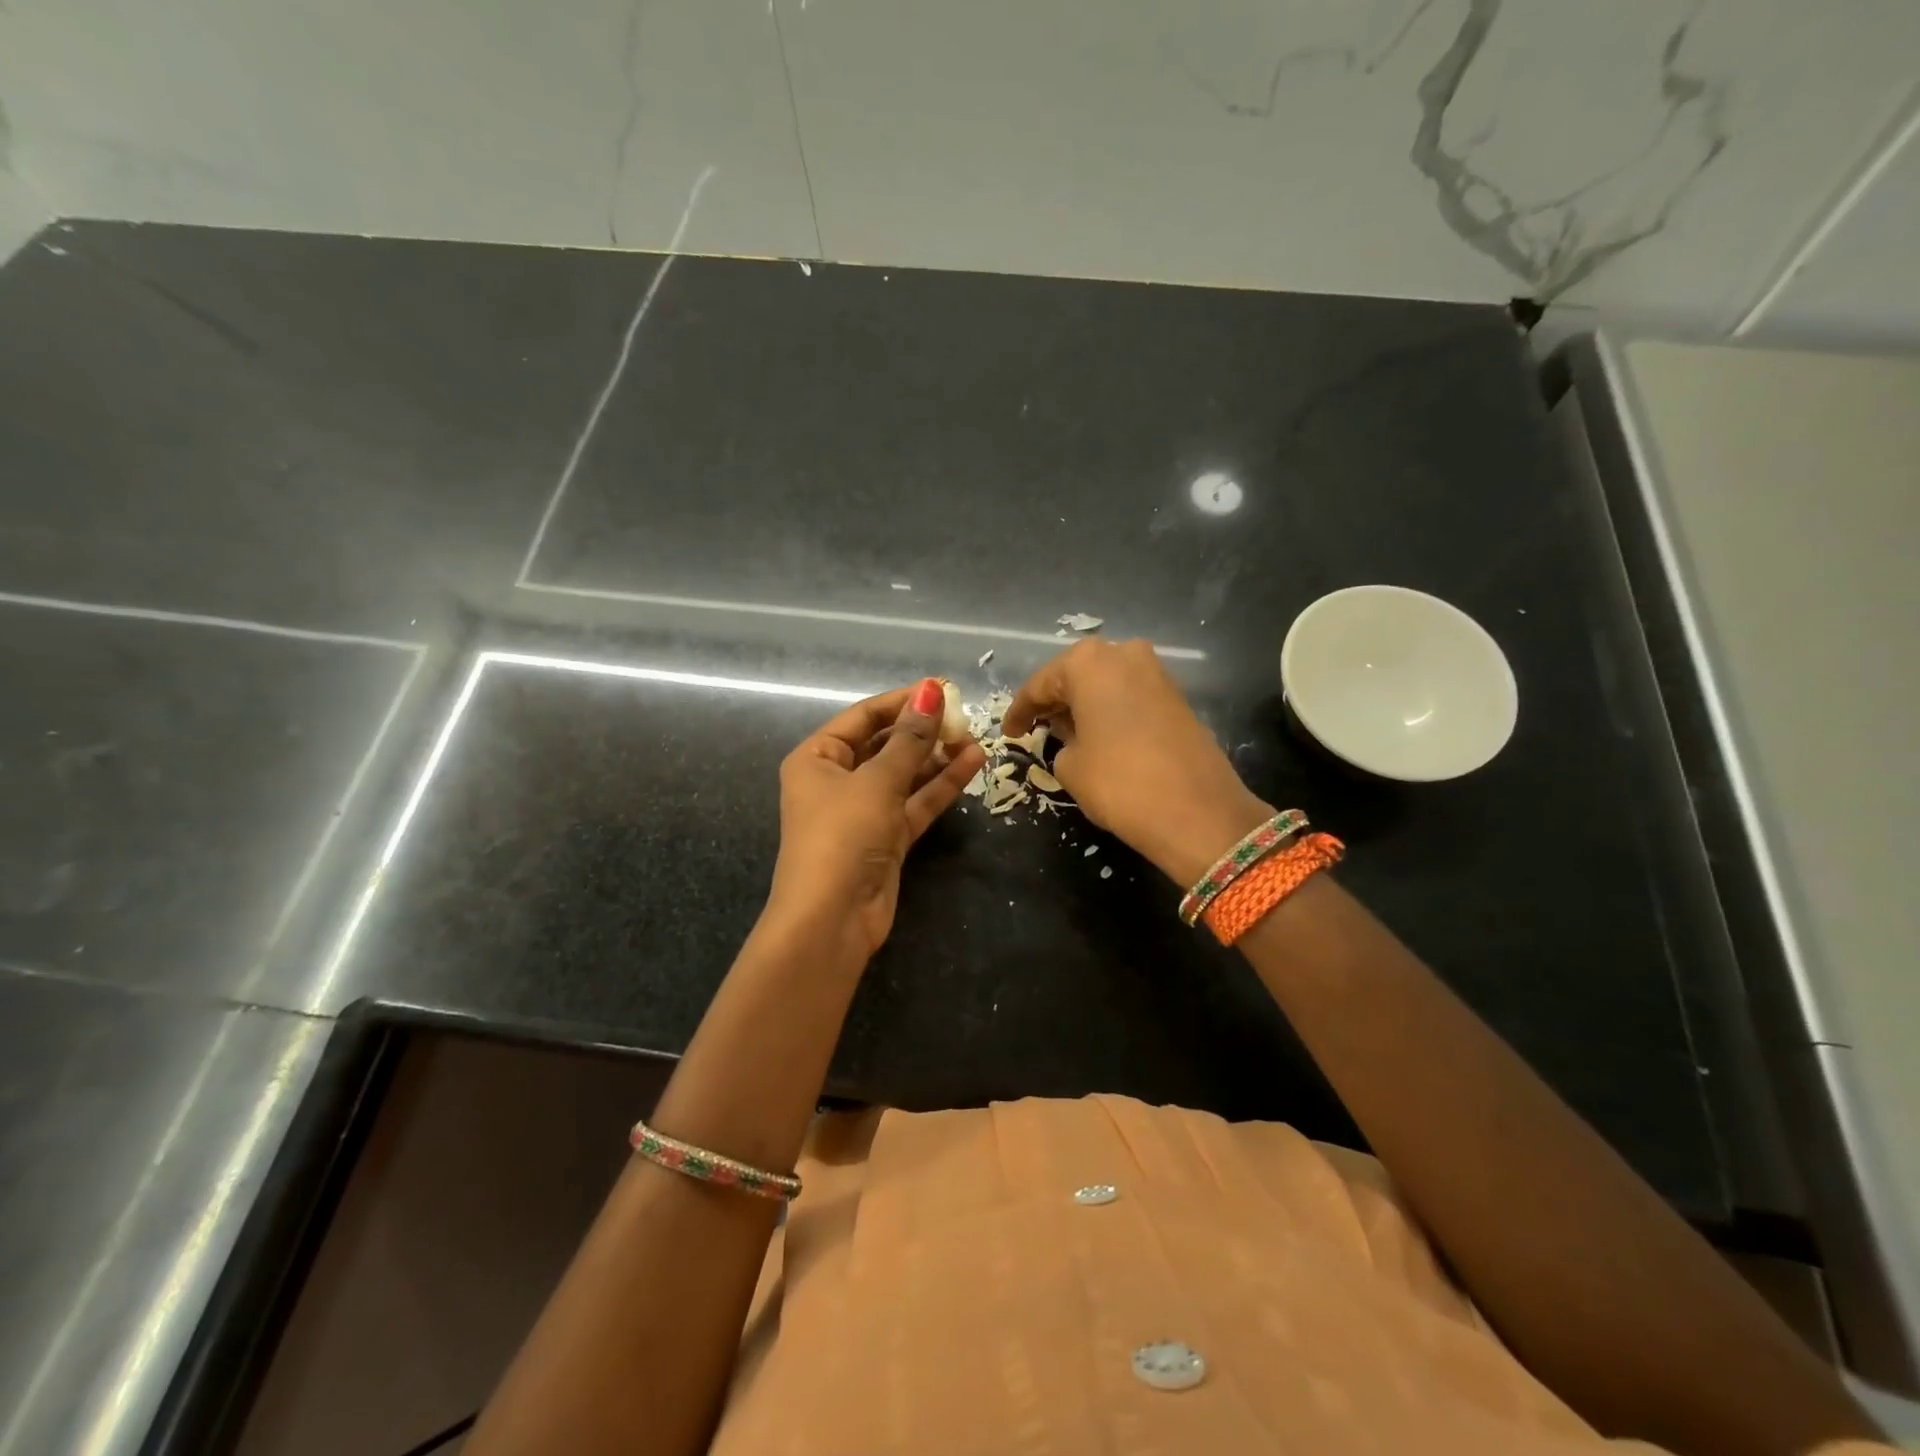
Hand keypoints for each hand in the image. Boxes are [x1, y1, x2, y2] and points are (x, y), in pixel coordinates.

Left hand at [768, 678, 986, 957]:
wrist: (832, 918)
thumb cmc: (842, 835)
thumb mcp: (877, 781)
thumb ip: (910, 738)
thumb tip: (931, 690)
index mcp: (817, 758)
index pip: (863, 717)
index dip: (902, 701)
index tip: (942, 689)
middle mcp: (837, 780)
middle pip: (885, 744)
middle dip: (923, 730)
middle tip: (964, 715)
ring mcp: (864, 811)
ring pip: (905, 774)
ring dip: (937, 757)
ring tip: (975, 737)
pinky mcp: (887, 838)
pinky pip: (916, 802)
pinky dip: (940, 785)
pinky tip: (972, 764)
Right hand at [1002, 639, 1271, 887]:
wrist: (1198, 812)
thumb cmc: (1119, 782)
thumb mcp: (1070, 765)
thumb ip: (1060, 741)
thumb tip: (1072, 735)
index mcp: (1089, 662)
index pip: (1040, 684)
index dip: (1020, 711)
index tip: (1008, 732)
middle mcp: (1124, 654)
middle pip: (1076, 676)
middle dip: (1055, 702)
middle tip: (1035, 729)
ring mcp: (1156, 672)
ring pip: (1106, 684)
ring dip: (1084, 705)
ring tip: (1065, 734)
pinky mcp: (1177, 696)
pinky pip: (1130, 696)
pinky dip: (1110, 711)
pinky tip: (1099, 736)